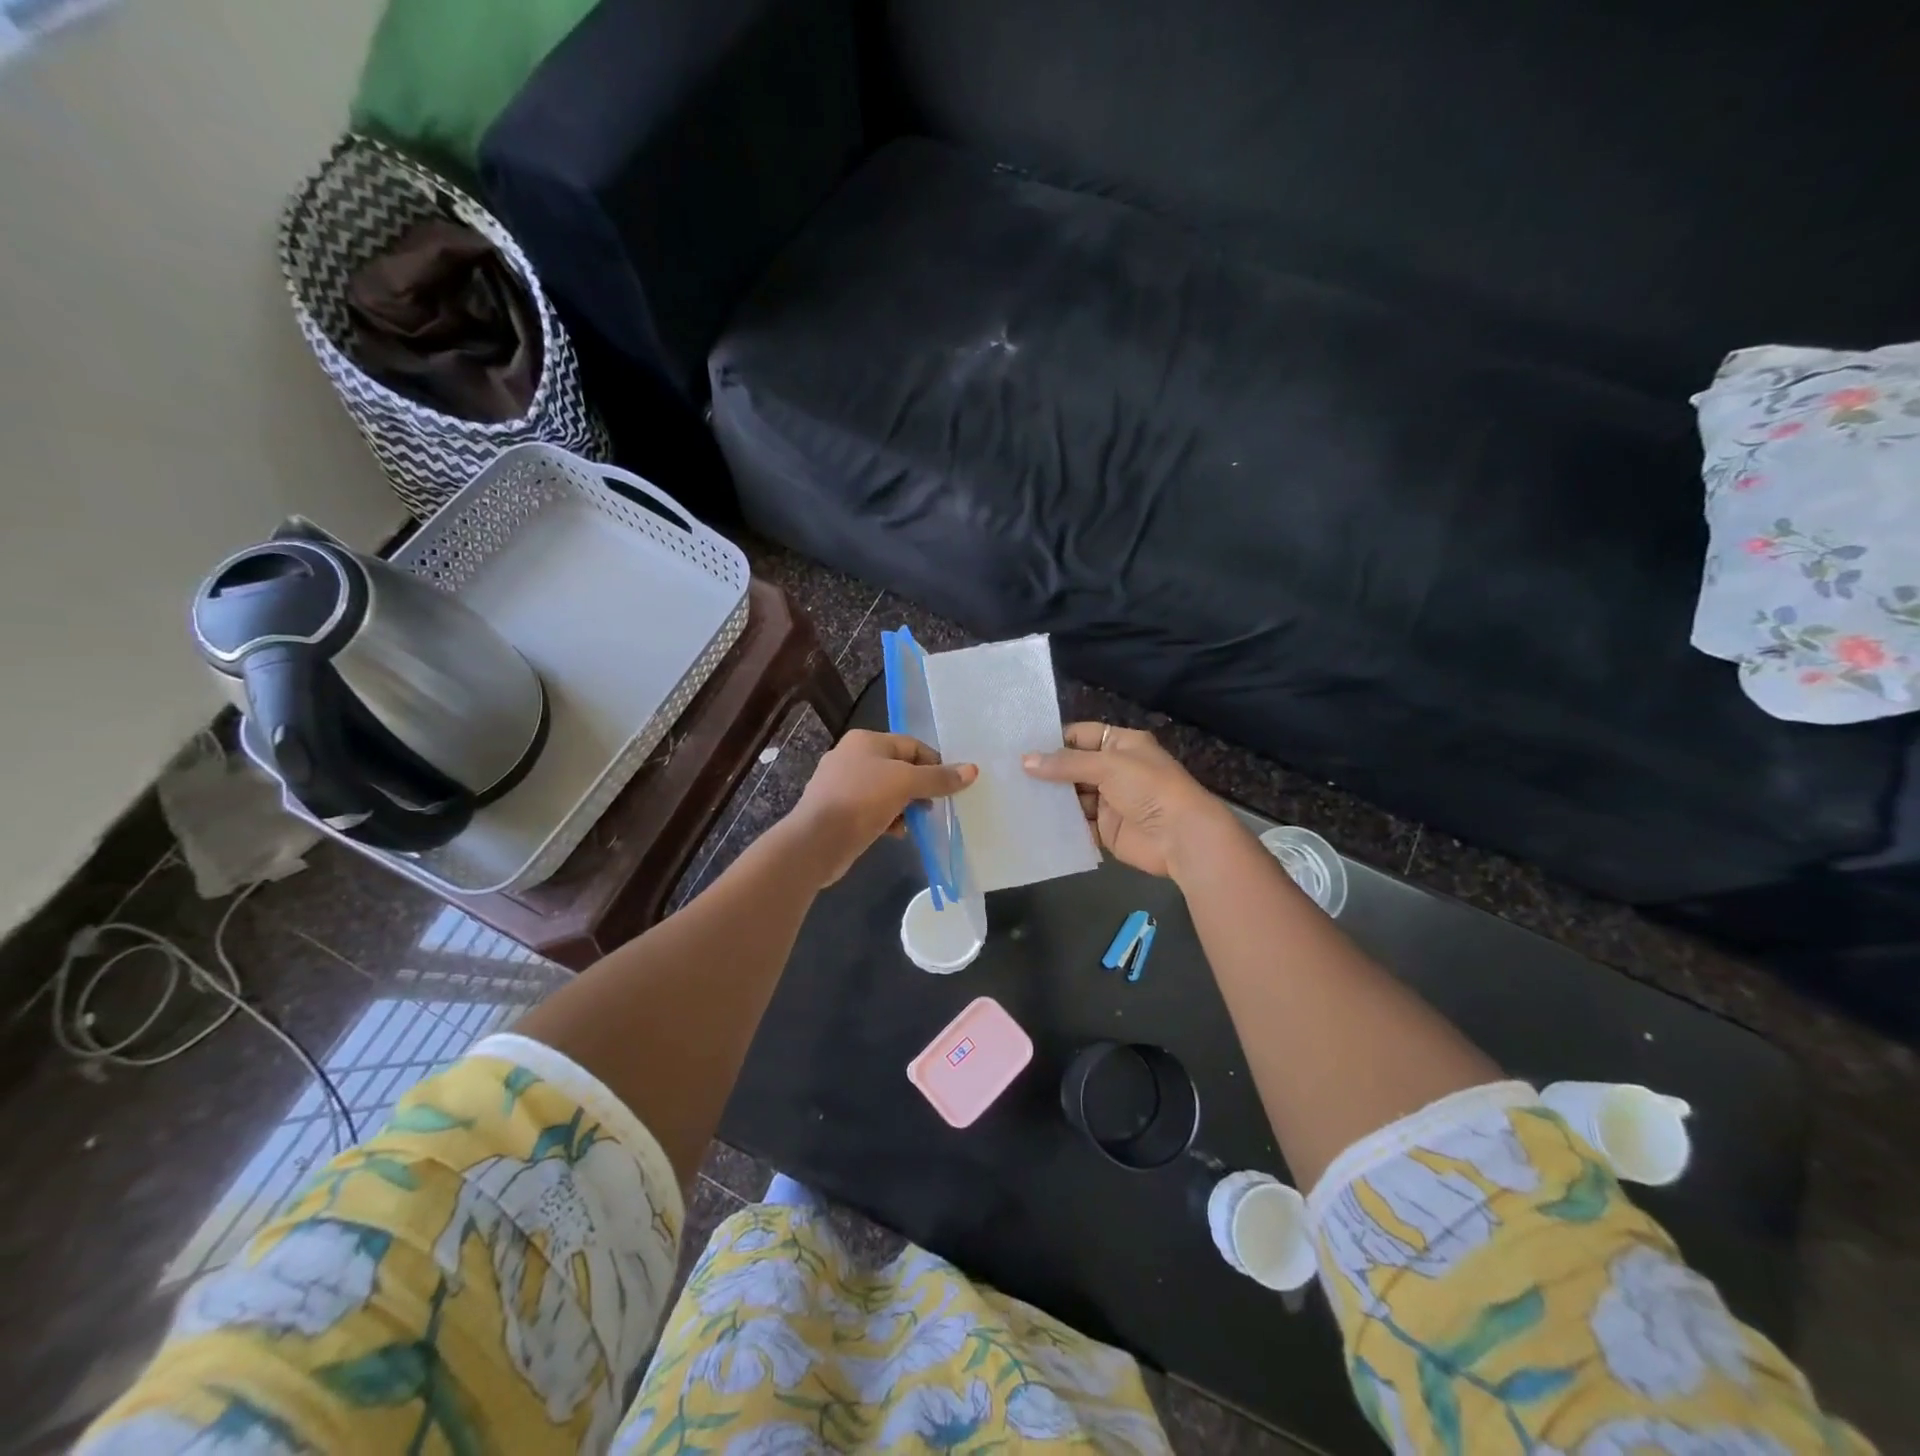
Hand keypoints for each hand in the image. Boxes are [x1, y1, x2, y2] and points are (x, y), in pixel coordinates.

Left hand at [786, 730, 976, 887]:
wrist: (816, 841)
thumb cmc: (862, 800)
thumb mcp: (906, 784)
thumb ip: (939, 778)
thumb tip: (972, 770)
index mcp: (866, 741)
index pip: (912, 745)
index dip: (935, 764)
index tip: (951, 786)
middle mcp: (852, 756)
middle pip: (899, 768)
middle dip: (920, 787)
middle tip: (936, 805)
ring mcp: (842, 784)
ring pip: (886, 791)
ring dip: (905, 805)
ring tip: (917, 821)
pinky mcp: (838, 811)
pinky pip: (872, 810)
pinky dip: (888, 818)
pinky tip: (897, 833)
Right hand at [1023, 723, 1233, 878]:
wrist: (1182, 837)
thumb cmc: (1149, 789)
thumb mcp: (1108, 766)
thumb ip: (1065, 763)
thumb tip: (1025, 761)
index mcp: (1121, 744)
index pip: (1081, 736)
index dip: (1053, 740)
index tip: (1019, 747)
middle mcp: (1115, 770)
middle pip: (1073, 767)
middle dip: (1046, 771)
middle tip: (1008, 774)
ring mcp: (1110, 801)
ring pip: (1073, 796)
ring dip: (1050, 798)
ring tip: (1013, 797)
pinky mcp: (1106, 829)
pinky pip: (1077, 823)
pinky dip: (1060, 823)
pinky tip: (1032, 821)